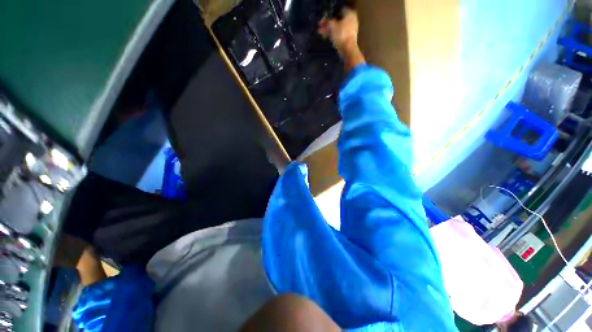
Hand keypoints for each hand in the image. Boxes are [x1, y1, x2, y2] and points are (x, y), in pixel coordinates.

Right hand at [317, 8, 358, 54]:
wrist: (348, 49)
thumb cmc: (341, 35)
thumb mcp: (332, 26)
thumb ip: (327, 22)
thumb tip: (324, 20)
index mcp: (349, 14)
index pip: (338, 11)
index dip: (330, 16)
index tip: (323, 21)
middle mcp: (352, 20)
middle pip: (338, 21)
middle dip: (329, 25)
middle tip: (320, 29)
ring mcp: (351, 30)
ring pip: (338, 29)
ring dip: (330, 31)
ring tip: (322, 35)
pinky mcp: (349, 39)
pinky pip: (340, 35)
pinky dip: (334, 36)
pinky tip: (327, 38)